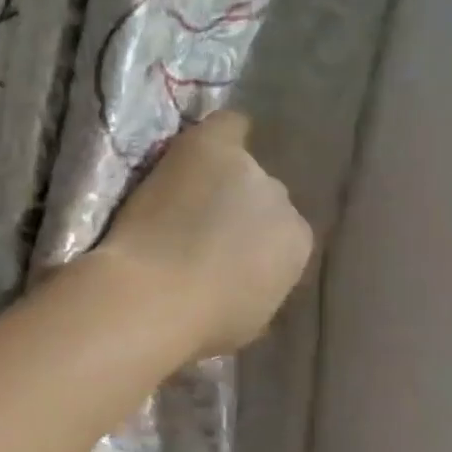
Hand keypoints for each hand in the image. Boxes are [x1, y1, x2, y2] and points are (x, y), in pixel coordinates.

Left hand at [97, 112, 312, 359]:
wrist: (155, 296)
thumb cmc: (198, 325)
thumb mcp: (247, 319)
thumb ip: (257, 287)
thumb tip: (243, 277)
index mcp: (297, 247)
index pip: (280, 236)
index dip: (249, 244)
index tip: (222, 256)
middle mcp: (284, 203)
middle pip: (262, 198)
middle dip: (236, 211)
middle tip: (199, 228)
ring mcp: (250, 172)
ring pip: (239, 167)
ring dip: (219, 180)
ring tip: (185, 195)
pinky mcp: (214, 148)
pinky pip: (230, 126)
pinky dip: (221, 133)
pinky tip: (205, 144)